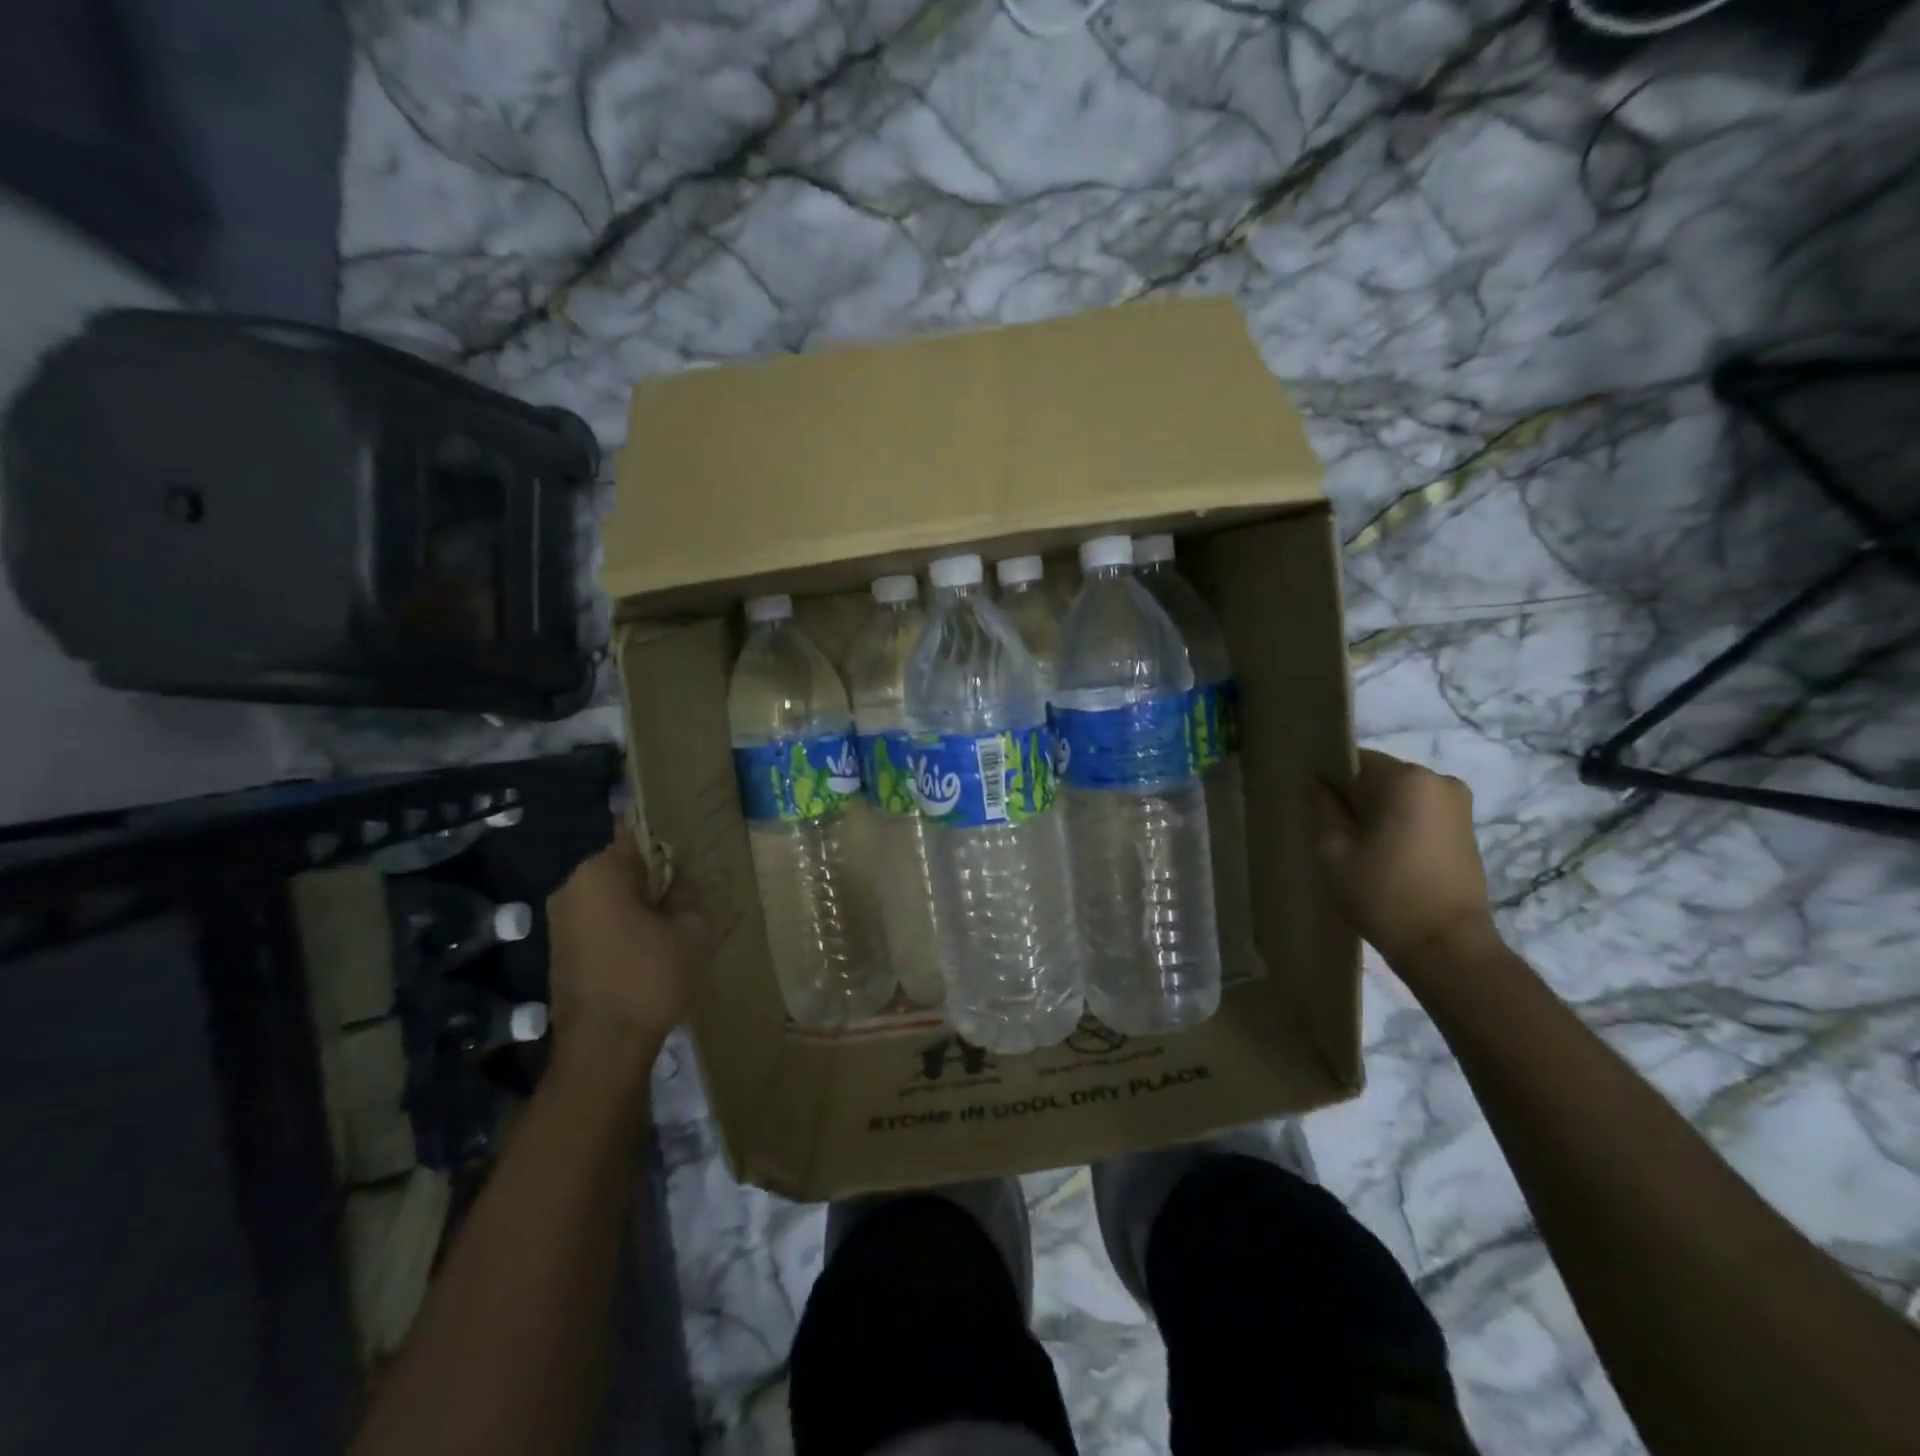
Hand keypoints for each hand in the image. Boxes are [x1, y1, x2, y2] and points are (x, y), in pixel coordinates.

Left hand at [545, 822, 711, 1095]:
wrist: (604, 1047)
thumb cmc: (650, 976)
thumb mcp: (693, 928)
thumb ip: (690, 893)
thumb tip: (680, 884)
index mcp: (599, 871)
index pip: (638, 836)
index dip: (668, 849)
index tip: (688, 868)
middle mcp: (571, 887)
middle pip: (624, 868)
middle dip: (655, 882)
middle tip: (686, 904)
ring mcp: (560, 921)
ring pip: (612, 897)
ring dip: (640, 908)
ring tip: (671, 932)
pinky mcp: (560, 950)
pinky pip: (600, 922)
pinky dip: (624, 929)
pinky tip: (649, 954)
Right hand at [1313, 749, 1497, 968]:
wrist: (1447, 948)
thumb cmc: (1384, 895)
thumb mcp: (1335, 852)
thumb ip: (1323, 809)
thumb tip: (1317, 785)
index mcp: (1406, 779)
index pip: (1354, 761)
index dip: (1329, 781)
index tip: (1313, 806)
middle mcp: (1438, 781)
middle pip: (1379, 776)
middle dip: (1354, 797)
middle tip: (1331, 830)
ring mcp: (1457, 804)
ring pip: (1398, 795)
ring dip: (1376, 813)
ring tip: (1356, 846)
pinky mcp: (1465, 828)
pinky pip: (1418, 811)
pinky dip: (1397, 824)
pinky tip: (1382, 854)